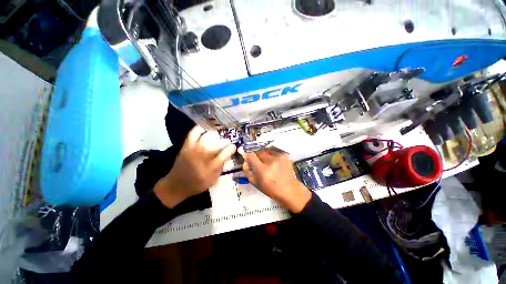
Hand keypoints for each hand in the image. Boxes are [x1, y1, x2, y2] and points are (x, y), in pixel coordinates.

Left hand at [154, 126, 235, 207]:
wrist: (176, 185)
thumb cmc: (197, 184)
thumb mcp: (213, 179)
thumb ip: (221, 166)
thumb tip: (226, 154)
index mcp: (210, 168)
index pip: (224, 155)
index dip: (231, 148)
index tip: (233, 146)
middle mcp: (202, 157)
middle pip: (216, 143)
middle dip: (224, 140)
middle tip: (227, 141)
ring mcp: (193, 150)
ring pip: (206, 136)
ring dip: (215, 134)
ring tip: (218, 136)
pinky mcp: (186, 146)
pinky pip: (193, 133)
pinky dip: (200, 129)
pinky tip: (205, 130)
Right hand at [240, 148, 311, 212]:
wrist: (289, 189)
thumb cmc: (270, 188)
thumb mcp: (255, 182)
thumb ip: (247, 170)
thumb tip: (245, 159)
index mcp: (263, 170)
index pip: (251, 155)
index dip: (246, 153)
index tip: (244, 152)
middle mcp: (271, 161)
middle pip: (258, 150)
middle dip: (255, 154)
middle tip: (256, 160)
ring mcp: (279, 157)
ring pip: (265, 149)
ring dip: (263, 153)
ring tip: (266, 161)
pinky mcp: (285, 155)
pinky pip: (273, 151)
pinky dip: (271, 154)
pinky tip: (273, 161)